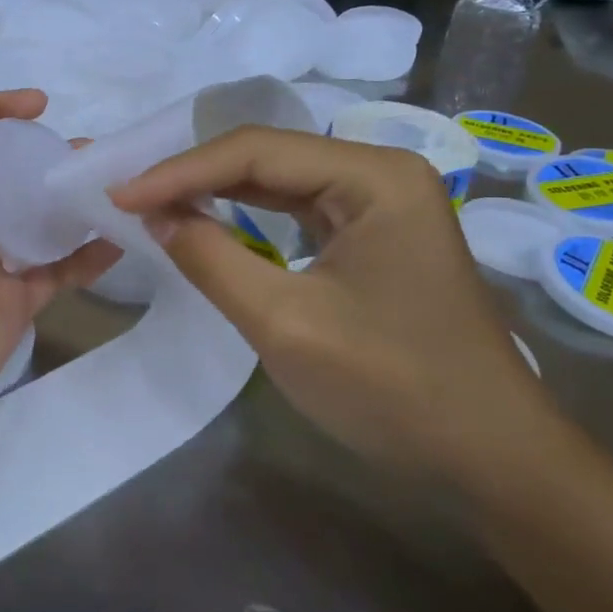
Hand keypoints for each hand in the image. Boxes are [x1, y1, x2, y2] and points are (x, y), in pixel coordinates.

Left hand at [0, 64, 119, 448]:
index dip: (0, 113)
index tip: (43, 107)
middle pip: (4, 178)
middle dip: (43, 159)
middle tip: (90, 152)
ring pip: (33, 224)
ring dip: (69, 203)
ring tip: (115, 185)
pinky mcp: (11, 306)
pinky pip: (55, 271)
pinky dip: (86, 255)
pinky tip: (122, 238)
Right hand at [111, 129, 558, 489]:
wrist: (492, 459)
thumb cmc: (393, 387)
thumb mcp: (285, 323)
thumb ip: (211, 258)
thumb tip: (155, 215)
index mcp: (374, 175)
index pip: (256, 151)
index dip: (179, 172)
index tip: (119, 197)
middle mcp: (381, 173)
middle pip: (269, 157)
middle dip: (195, 176)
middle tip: (130, 198)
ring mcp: (383, 204)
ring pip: (280, 182)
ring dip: (217, 192)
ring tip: (156, 205)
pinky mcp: (375, 237)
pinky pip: (298, 211)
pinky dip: (248, 217)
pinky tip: (210, 221)